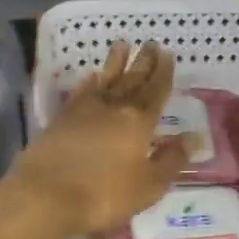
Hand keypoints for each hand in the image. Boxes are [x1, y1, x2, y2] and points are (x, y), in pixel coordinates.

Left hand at [0, 40, 190, 238]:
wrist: (45, 196)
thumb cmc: (103, 195)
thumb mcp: (148, 186)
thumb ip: (171, 160)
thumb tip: (194, 137)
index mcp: (138, 122)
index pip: (156, 92)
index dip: (163, 73)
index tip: (167, 54)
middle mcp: (113, 109)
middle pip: (132, 80)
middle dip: (143, 62)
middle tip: (151, 43)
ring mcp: (83, 111)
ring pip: (105, 80)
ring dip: (115, 62)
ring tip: (122, 44)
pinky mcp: (60, 120)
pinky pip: (80, 93)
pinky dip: (88, 83)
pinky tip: (91, 76)